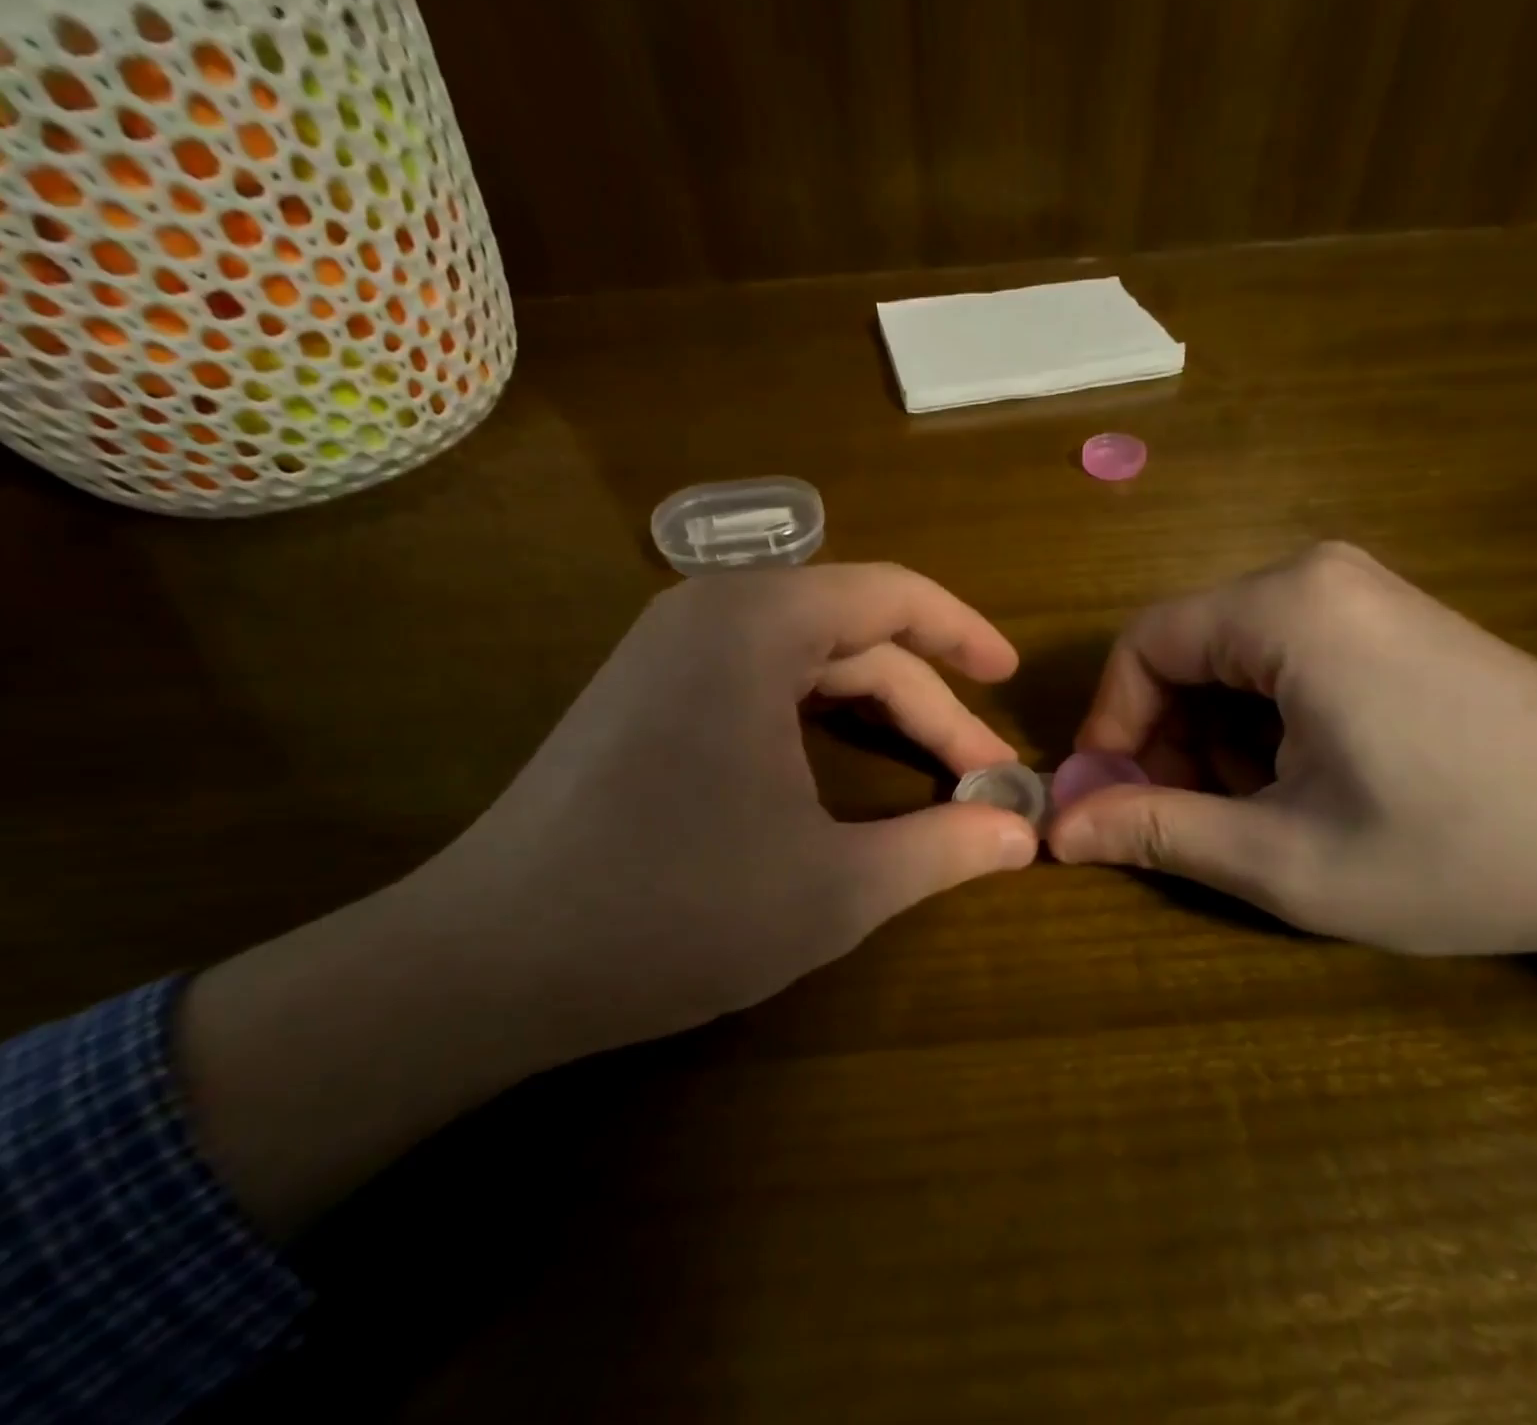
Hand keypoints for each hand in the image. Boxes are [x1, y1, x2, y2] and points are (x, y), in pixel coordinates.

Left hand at [415, 562, 1037, 1054]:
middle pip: (855, 636)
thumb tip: (1025, 836)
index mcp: (756, 626)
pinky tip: (850, 765)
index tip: (1011, 679)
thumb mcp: (835, 888)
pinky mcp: (649, 695)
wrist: (488, 964)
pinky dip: (824, 718)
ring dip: (880, 710)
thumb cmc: (672, 913)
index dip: (964, 634)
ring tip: (935, 767)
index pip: (891, 596)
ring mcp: (670, 652)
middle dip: (929, 702)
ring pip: (810, 661)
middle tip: (983, 775)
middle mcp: (710, 615)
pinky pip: (764, 681)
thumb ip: (943, 850)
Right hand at [1048, 543, 1536, 955]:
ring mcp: (1357, 593)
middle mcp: (1315, 576)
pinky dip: (1262, 723)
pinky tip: (1305, 781)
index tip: (1113, 800)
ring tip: (1259, 810)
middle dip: (1167, 738)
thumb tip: (1055, 831)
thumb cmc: (1462, 850)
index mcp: (1285, 609)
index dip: (1112, 726)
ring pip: (1228, 660)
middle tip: (1191, 819)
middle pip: (1185, 651)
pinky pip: (1279, 660)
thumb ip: (1156, 833)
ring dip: (1215, 738)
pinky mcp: (1384, 620)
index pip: (1142, 646)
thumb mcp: (1285, 859)